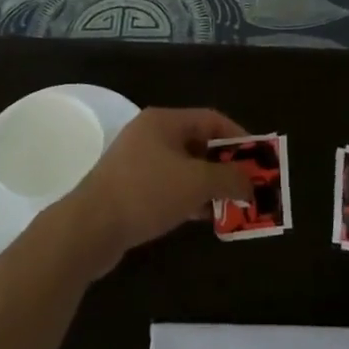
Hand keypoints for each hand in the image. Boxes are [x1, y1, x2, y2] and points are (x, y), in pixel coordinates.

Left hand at [59, 108, 252, 272]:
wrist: (89, 228)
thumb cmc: (146, 193)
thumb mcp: (196, 182)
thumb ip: (230, 179)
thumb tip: (252, 184)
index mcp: (164, 122)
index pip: (212, 119)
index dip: (239, 138)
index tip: (259, 160)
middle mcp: (150, 135)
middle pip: (199, 143)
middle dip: (226, 165)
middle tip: (249, 185)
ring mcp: (137, 163)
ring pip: (184, 168)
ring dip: (209, 185)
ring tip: (232, 205)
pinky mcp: (130, 189)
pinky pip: (169, 187)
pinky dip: (189, 198)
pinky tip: (204, 217)